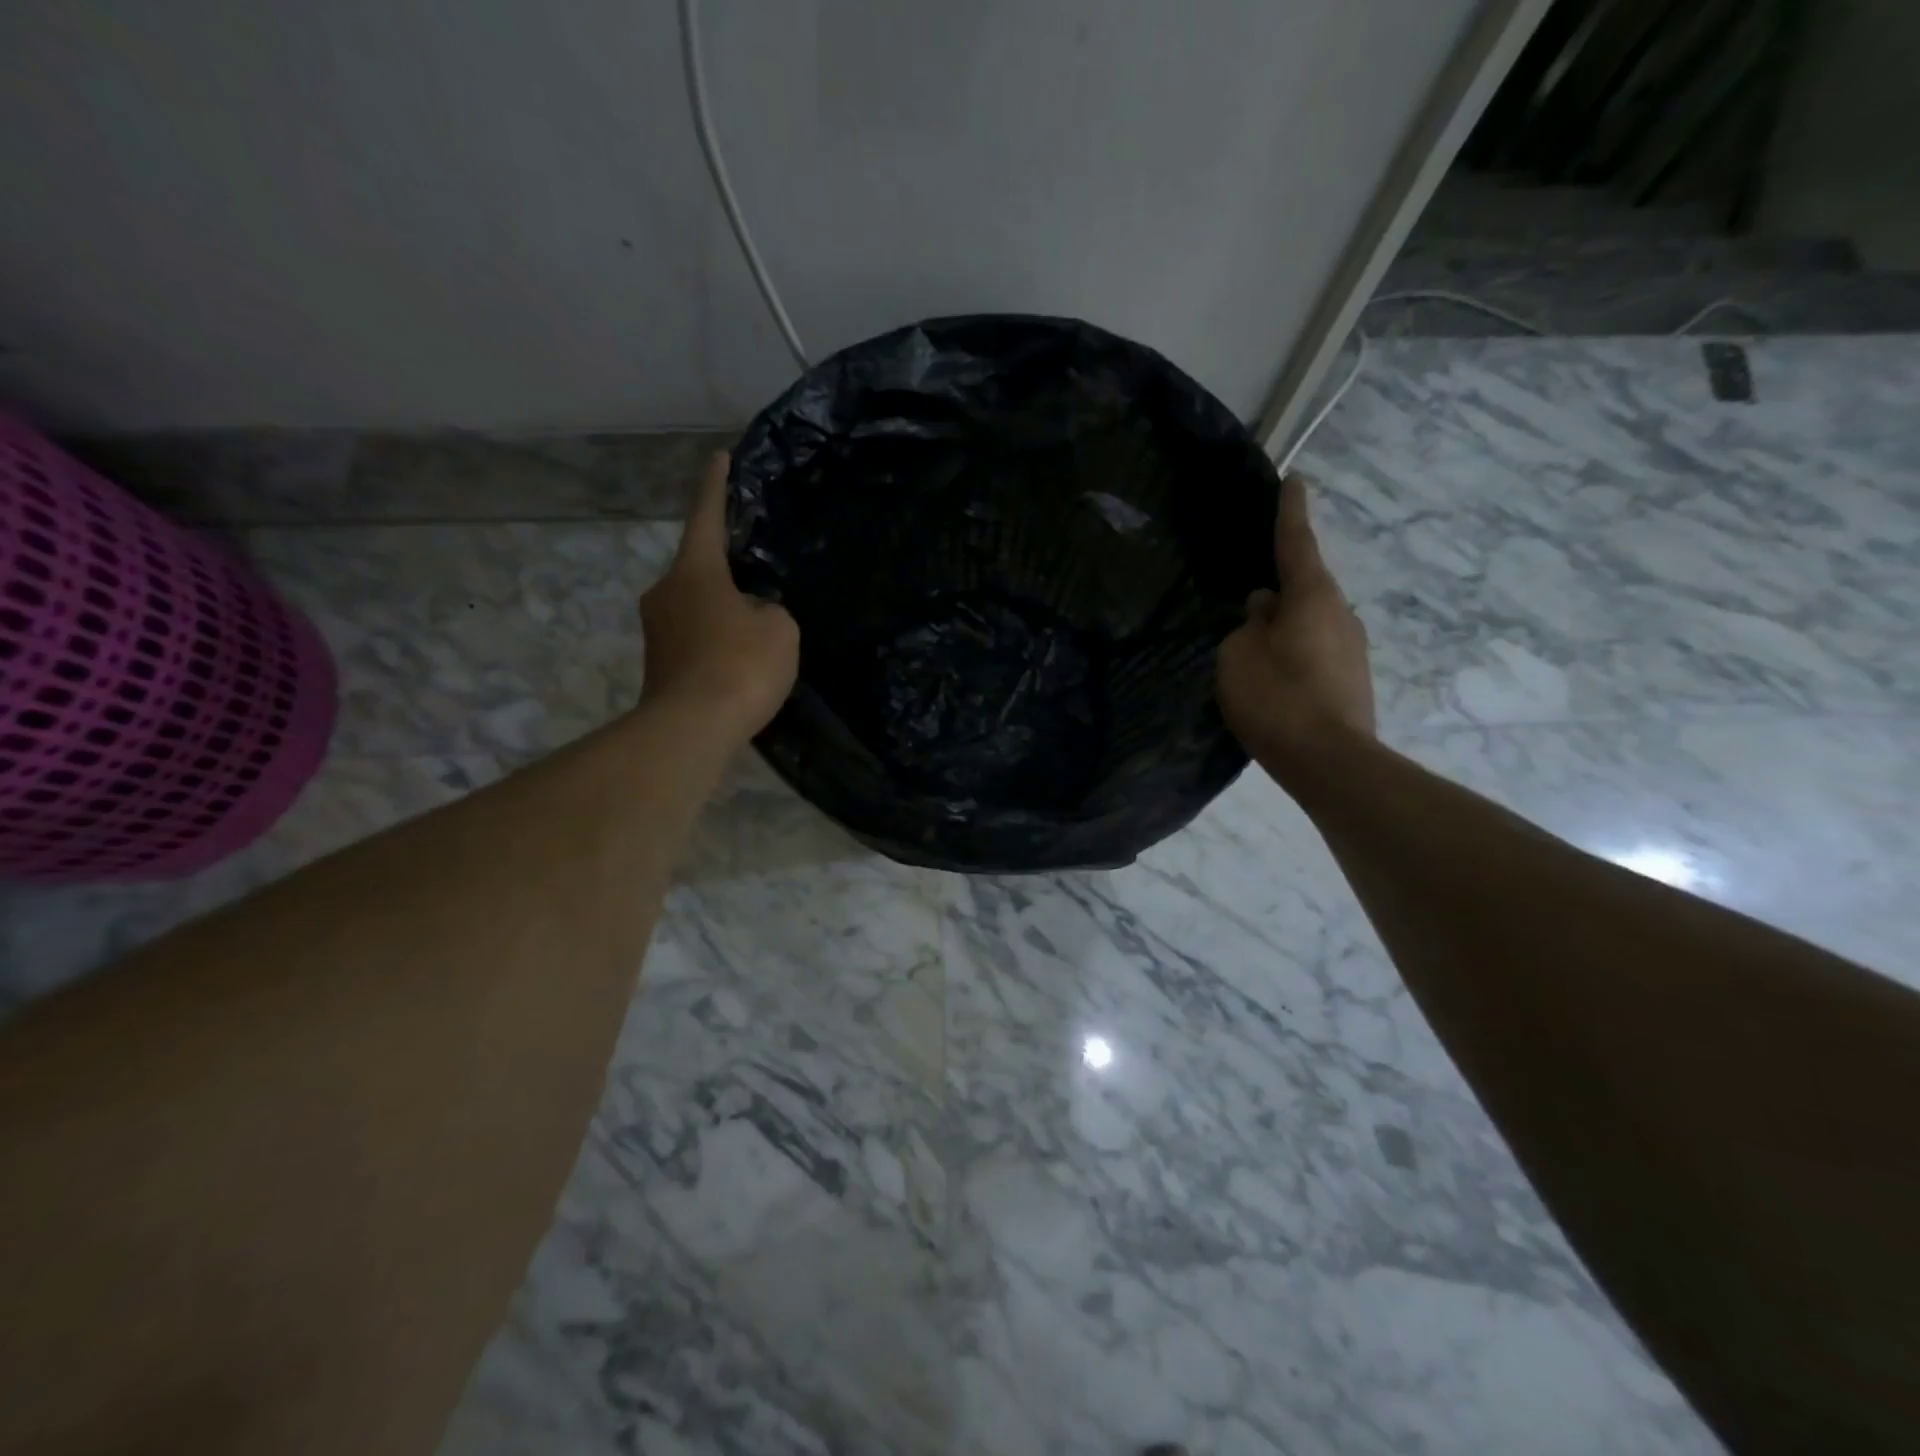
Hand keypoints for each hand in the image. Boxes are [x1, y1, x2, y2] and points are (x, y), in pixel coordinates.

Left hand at [639, 453, 798, 740]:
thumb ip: (769, 609)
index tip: (719, 457)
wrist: (691, 729)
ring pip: (697, 606)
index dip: (716, 487)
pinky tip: (739, 661)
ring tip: (756, 631)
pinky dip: (716, 641)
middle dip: (728, 571)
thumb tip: (751, 613)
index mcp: (695, 572)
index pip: (706, 517)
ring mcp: (656, 629)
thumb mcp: (779, 629)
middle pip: (701, 568)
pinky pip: (694, 637)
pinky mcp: (658, 663)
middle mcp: (666, 591)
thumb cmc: (739, 666)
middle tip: (759, 581)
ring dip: (723, 611)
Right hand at [1217, 475, 1374, 770]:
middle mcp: (1340, 613)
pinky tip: (1275, 673)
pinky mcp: (1352, 679)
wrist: (1330, 762)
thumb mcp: (1238, 656)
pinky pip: (1316, 649)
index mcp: (1311, 597)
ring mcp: (1352, 648)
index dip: (1289, 512)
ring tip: (1256, 641)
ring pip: (1311, 620)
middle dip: (1282, 581)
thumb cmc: (1276, 699)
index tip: (1294, 480)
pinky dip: (1295, 650)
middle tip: (1252, 588)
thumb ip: (1248, 625)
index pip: (1296, 543)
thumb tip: (1264, 608)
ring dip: (1287, 622)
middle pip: (1306, 585)